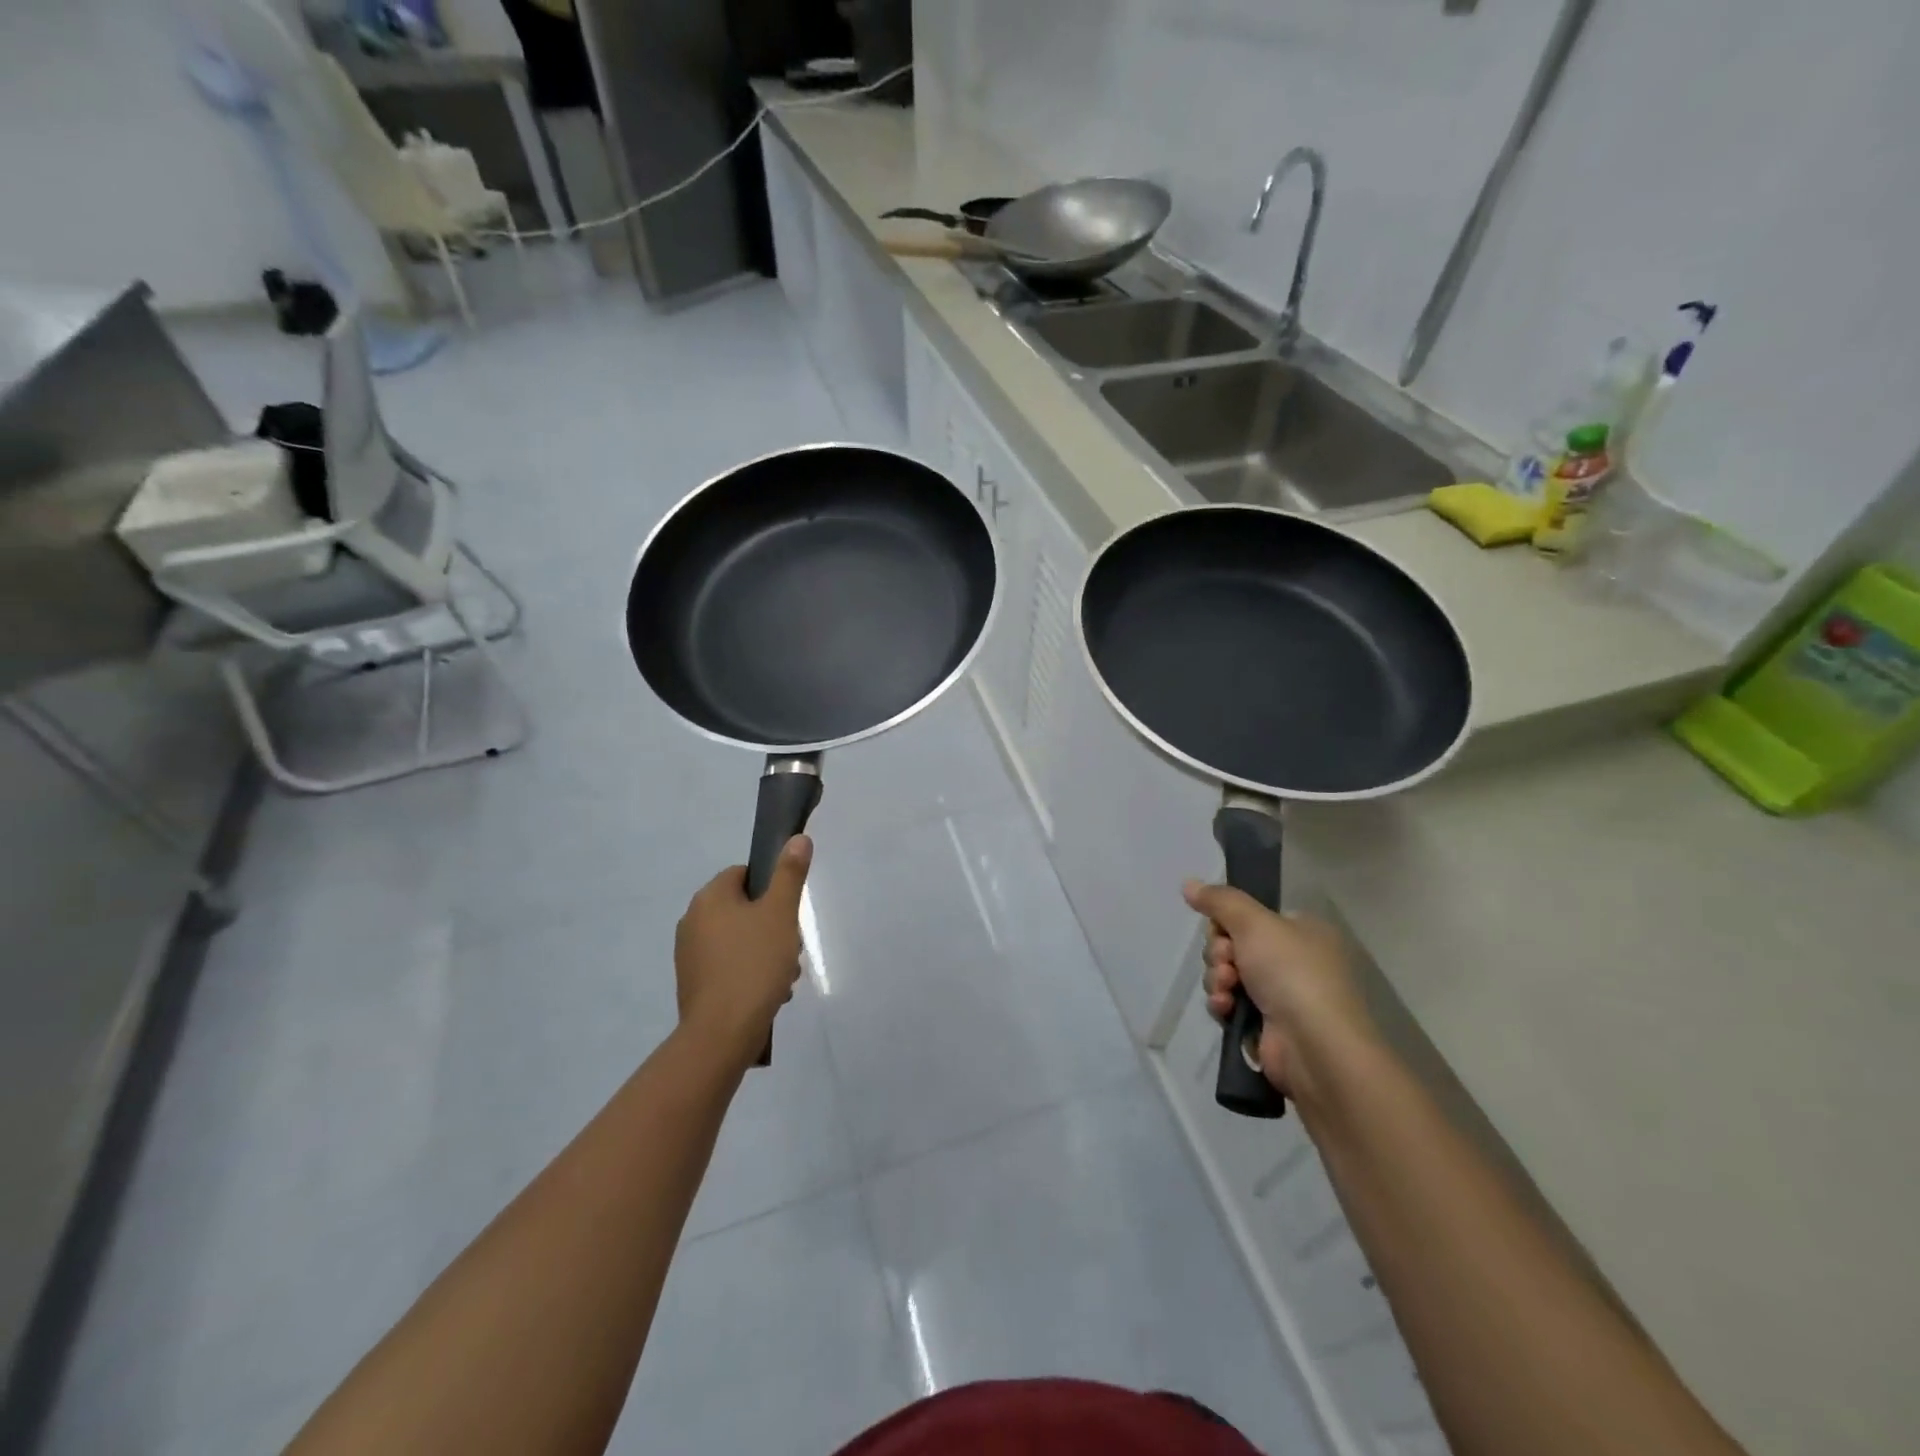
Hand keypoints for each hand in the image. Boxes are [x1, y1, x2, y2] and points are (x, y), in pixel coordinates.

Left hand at [675, 837, 812, 1064]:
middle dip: (773, 926)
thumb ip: (790, 874)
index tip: (788, 912)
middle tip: (792, 948)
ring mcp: (689, 954)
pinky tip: (769, 992)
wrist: (722, 1033)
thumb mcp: (781, 913)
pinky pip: (729, 965)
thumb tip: (797, 838)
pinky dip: (749, 972)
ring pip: (739, 939)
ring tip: (784, 976)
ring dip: (766, 951)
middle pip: (744, 909)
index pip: (744, 874)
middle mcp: (692, 920)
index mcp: (710, 898)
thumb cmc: (754, 965)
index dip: (771, 889)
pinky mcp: (693, 983)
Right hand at [1183, 881, 1376, 1103]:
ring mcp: (1281, 995)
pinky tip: (1226, 1009)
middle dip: (1219, 954)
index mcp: (1301, 931)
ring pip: (1227, 975)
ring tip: (1227, 989)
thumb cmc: (1291, 973)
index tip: (1223, 932)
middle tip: (1227, 962)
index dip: (1226, 923)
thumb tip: (1188, 883)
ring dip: (1217, 979)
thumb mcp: (1254, 923)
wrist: (1315, 1046)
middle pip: (1232, 945)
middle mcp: (1293, 961)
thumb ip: (1219, 900)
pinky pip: (1230, 1004)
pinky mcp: (1266, 1026)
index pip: (1249, 917)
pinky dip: (1223, 1004)